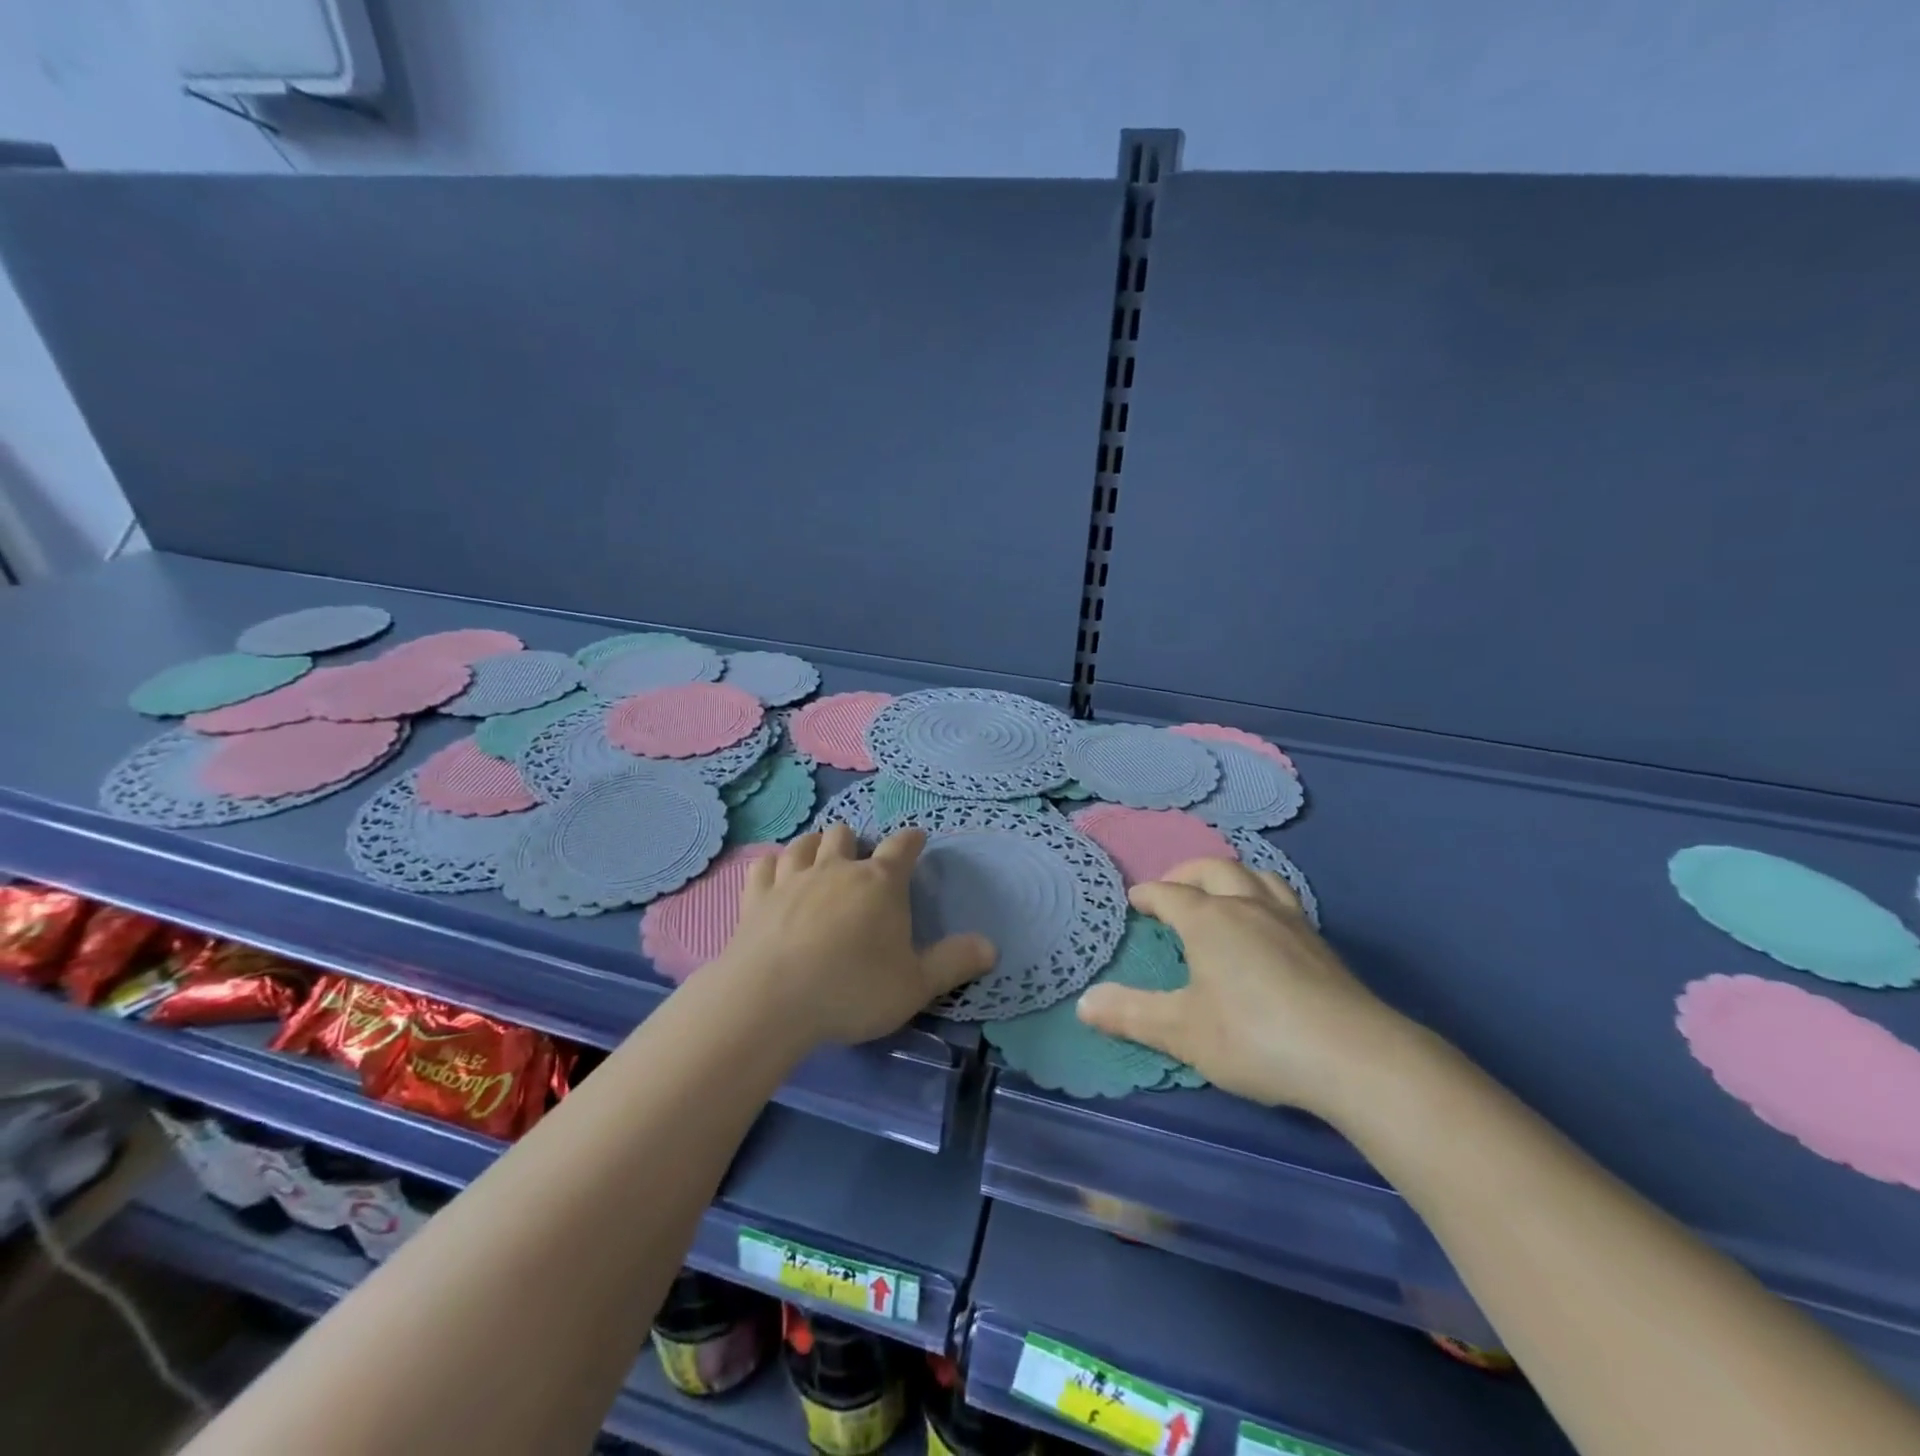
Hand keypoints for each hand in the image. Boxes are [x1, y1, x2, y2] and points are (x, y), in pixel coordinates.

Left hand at [719, 825, 994, 1047]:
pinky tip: (776, 874)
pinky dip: (774, 865)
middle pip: (846, 834)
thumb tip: (991, 947)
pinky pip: (765, 865)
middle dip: (856, 842)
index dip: (912, 840)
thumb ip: (954, 963)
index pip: (902, 846)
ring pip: (805, 843)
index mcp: (880, 883)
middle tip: (860, 863)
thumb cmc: (852, 990)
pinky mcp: (756, 897)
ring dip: (815, 846)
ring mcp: (792, 879)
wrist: (770, 1001)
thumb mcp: (915, 985)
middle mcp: (836, 869)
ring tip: (820, 858)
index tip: (916, 839)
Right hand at [1077, 858, 1417, 1116]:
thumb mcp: (1181, 1031)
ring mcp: (1288, 920)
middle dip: (1186, 872)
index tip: (1135, 900)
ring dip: (1229, 874)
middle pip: (1213, 869)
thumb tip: (1083, 1003)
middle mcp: (1246, 906)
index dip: (1148, 895)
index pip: (1169, 894)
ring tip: (1220, 890)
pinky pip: (1283, 897)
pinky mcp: (1319, 942)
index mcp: (1208, 920)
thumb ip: (1131, 1014)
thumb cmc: (1254, 1037)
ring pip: (1256, 875)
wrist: (1353, 1056)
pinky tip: (1266, 922)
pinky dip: (1262, 894)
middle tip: (1171, 886)